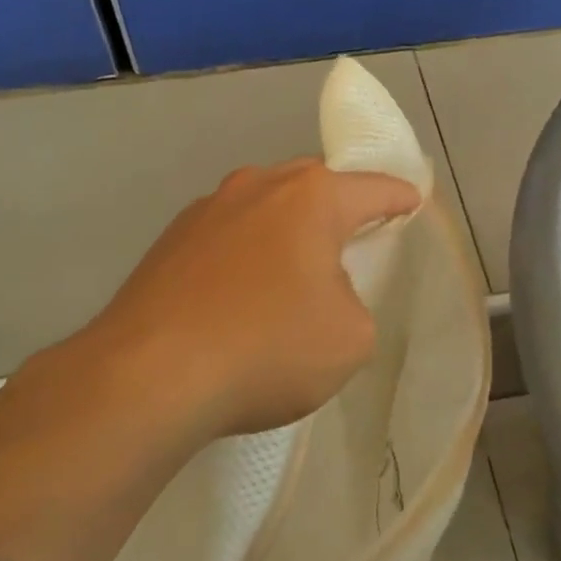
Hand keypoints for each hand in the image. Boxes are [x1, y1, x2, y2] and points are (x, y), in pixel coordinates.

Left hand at [92, 158, 421, 437]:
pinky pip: (227, 235)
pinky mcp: (169, 241)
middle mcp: (257, 186)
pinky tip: (241, 294)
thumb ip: (354, 301)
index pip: (372, 188)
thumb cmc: (268, 348)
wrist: (149, 376)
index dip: (399, 197)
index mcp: (310, 198)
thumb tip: (321, 292)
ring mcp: (206, 209)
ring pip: (264, 206)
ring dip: (286, 229)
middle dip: (338, 205)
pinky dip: (246, 253)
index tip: (412, 201)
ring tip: (291, 273)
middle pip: (313, 184)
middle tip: (352, 240)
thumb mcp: (351, 337)